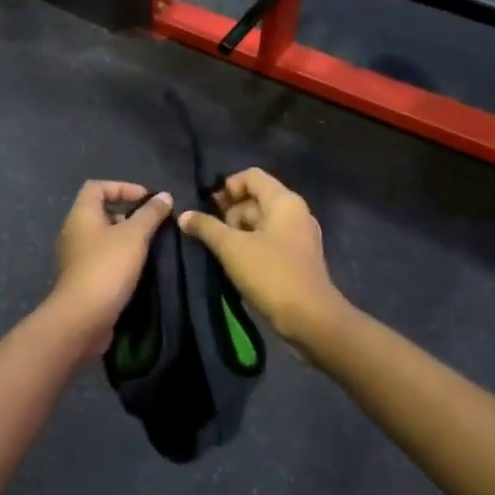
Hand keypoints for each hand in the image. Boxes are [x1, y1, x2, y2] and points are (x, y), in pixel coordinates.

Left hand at [53, 181, 173, 344]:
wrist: (83, 318)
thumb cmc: (107, 267)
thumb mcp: (134, 236)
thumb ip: (150, 214)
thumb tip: (164, 196)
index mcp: (81, 215)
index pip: (97, 187)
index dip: (122, 187)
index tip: (146, 199)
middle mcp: (74, 232)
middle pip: (100, 211)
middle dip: (128, 214)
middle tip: (153, 224)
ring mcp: (76, 257)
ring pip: (103, 237)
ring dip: (126, 238)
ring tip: (150, 246)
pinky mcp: (82, 279)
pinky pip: (103, 258)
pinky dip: (120, 258)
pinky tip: (139, 268)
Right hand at [179, 169, 347, 347]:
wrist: (310, 318)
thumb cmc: (271, 273)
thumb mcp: (232, 248)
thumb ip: (206, 228)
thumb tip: (184, 215)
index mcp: (284, 201)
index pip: (251, 176)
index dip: (226, 187)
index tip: (208, 207)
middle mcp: (296, 212)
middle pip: (256, 198)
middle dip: (230, 212)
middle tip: (210, 234)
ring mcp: (299, 236)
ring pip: (262, 222)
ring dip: (238, 231)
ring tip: (218, 250)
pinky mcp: (298, 258)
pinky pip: (270, 240)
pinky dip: (251, 245)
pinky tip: (235, 263)